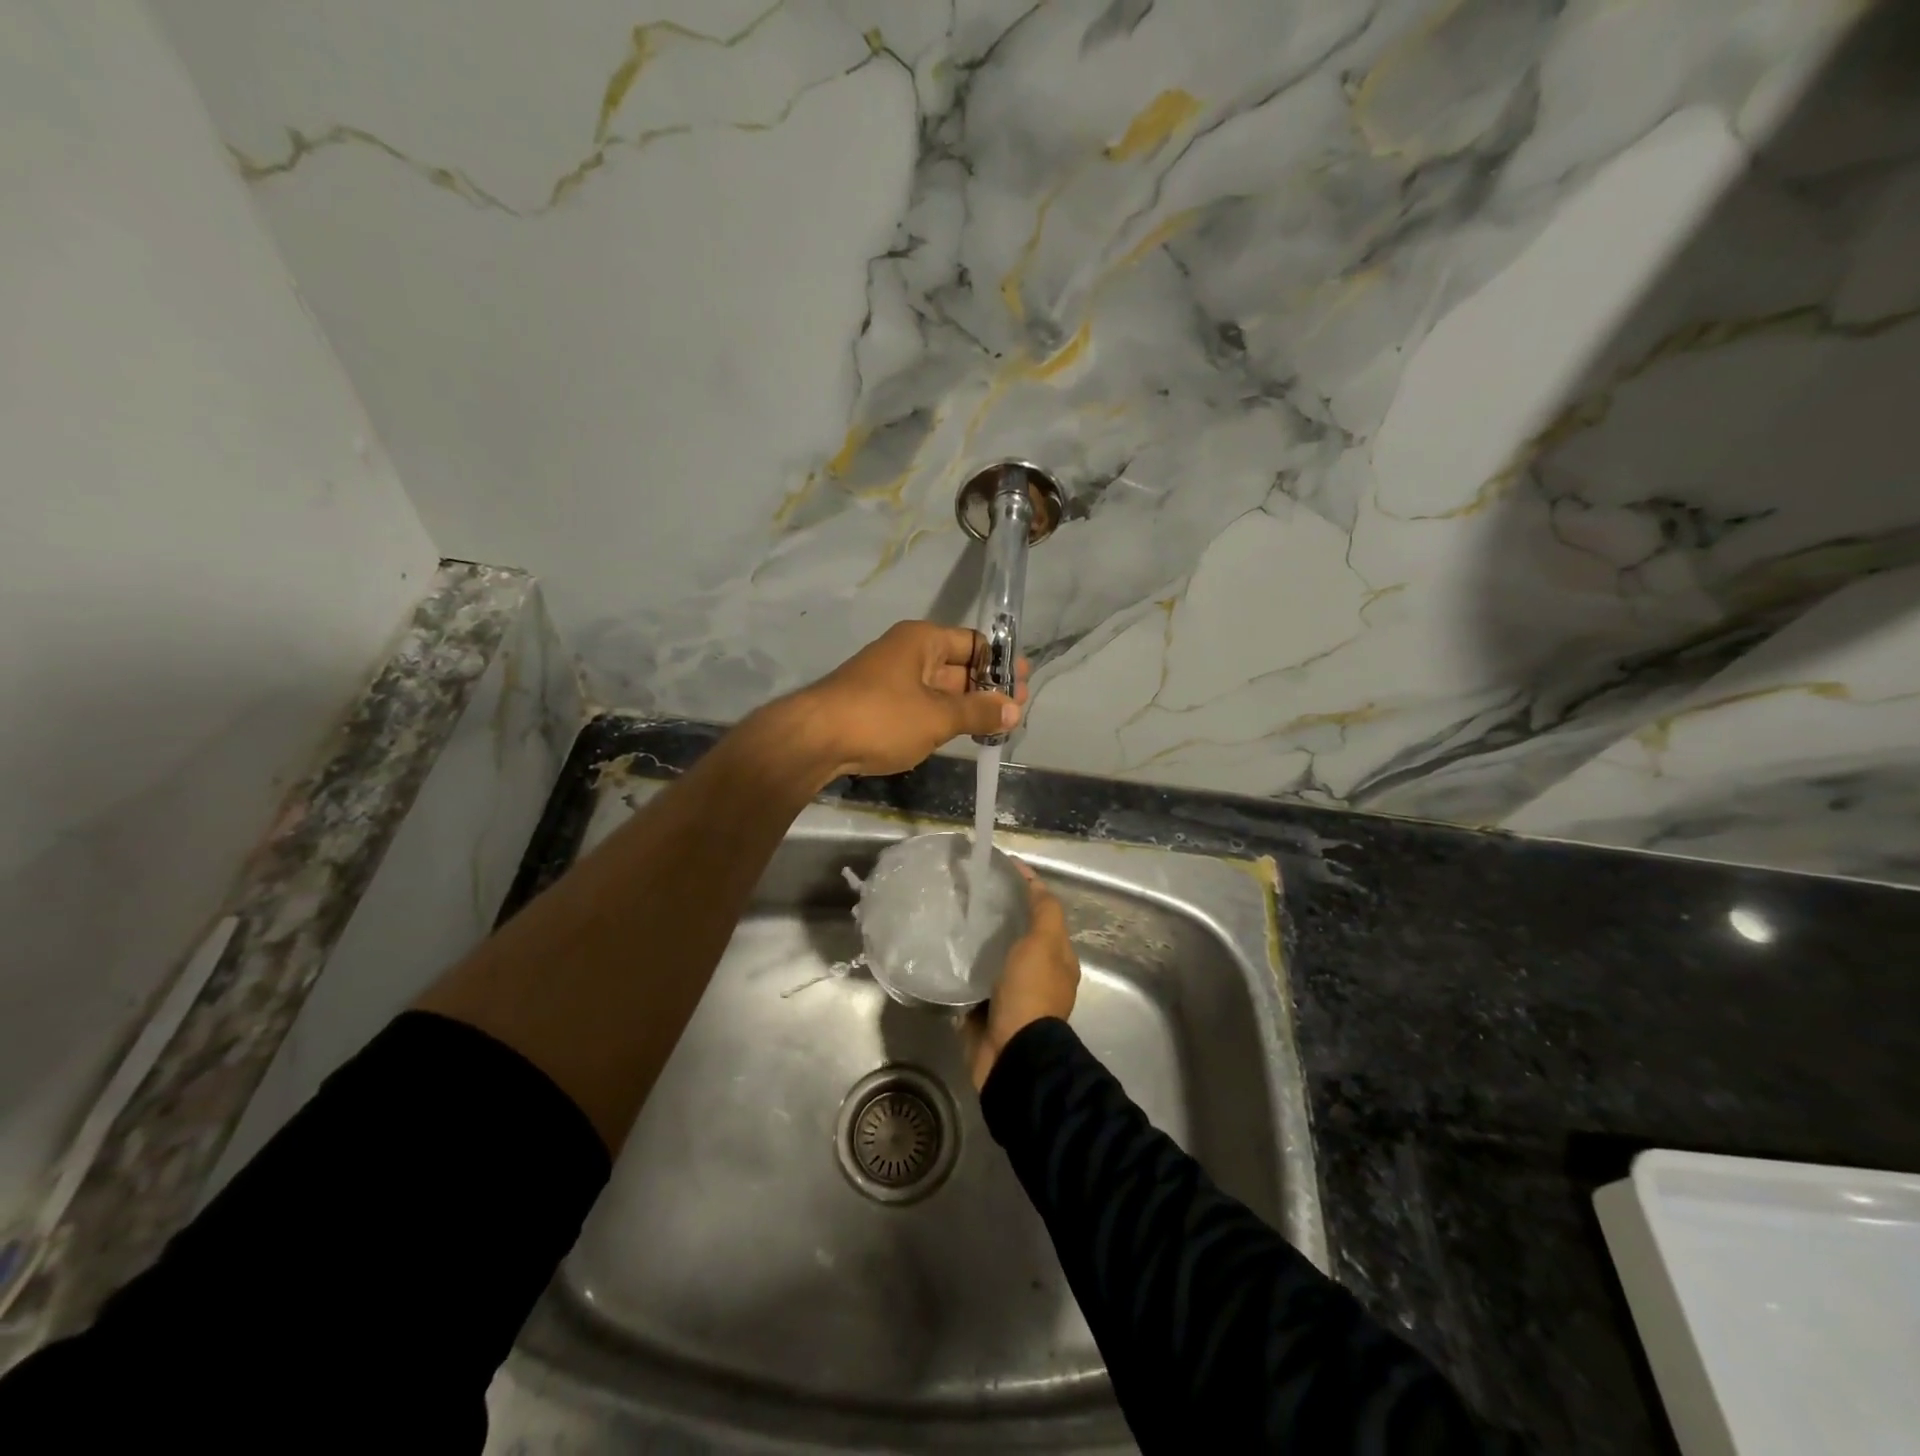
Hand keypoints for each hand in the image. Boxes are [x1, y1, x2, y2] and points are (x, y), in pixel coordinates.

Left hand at [783, 621, 1028, 779]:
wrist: (814, 739)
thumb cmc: (881, 717)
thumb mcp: (938, 716)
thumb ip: (978, 711)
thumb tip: (1013, 708)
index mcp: (922, 640)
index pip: (975, 643)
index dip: (1002, 663)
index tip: (1024, 685)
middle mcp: (907, 652)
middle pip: (958, 665)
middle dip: (987, 688)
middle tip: (1016, 711)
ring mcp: (891, 679)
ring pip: (940, 689)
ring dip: (966, 706)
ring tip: (996, 726)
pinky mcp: (879, 705)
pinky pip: (921, 705)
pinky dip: (943, 717)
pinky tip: (960, 735)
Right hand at [962, 859, 1079, 1090]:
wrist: (1012, 1054)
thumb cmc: (1031, 992)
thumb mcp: (1044, 943)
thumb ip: (1044, 912)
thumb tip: (1034, 881)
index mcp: (1057, 958)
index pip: (1043, 912)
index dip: (1026, 887)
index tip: (1000, 868)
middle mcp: (1037, 975)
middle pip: (1017, 934)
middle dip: (997, 914)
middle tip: (968, 892)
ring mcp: (1011, 995)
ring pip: (993, 957)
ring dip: (977, 942)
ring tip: (951, 918)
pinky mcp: (985, 1011)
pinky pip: (973, 982)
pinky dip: (962, 969)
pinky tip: (943, 952)